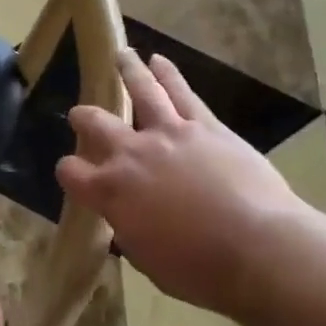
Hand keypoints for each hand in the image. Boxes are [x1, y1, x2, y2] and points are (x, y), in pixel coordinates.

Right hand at [57, 49, 306, 316]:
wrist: (256, 249)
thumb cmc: (200, 270)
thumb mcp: (149, 261)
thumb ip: (130, 232)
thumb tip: (128, 220)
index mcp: (111, 192)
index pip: (72, 172)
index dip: (68, 171)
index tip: (73, 172)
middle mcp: (132, 153)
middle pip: (96, 123)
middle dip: (84, 117)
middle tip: (81, 115)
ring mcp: (168, 133)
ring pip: (141, 91)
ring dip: (127, 71)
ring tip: (120, 55)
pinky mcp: (205, 125)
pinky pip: (182, 92)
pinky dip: (168, 73)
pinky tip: (159, 60)